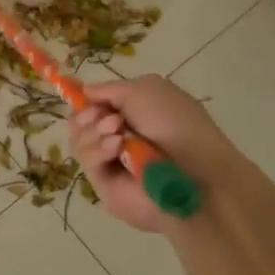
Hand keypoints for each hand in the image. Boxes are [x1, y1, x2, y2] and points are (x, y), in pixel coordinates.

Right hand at [68, 75, 245, 232]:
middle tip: (111, 119)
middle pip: (79, 123)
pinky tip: (116, 148)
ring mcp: (110, 163)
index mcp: (131, 115)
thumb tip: (84, 93)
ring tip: (118, 134)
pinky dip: (98, 150)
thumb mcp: (144, 89)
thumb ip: (108, 89)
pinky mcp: (103, 185)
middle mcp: (117, 138)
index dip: (87, 101)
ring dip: (95, 131)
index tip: (89, 99)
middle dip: (88, 115)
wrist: (196, 172)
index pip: (93, 107)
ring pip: (78, 140)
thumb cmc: (176, 124)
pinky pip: (86, 162)